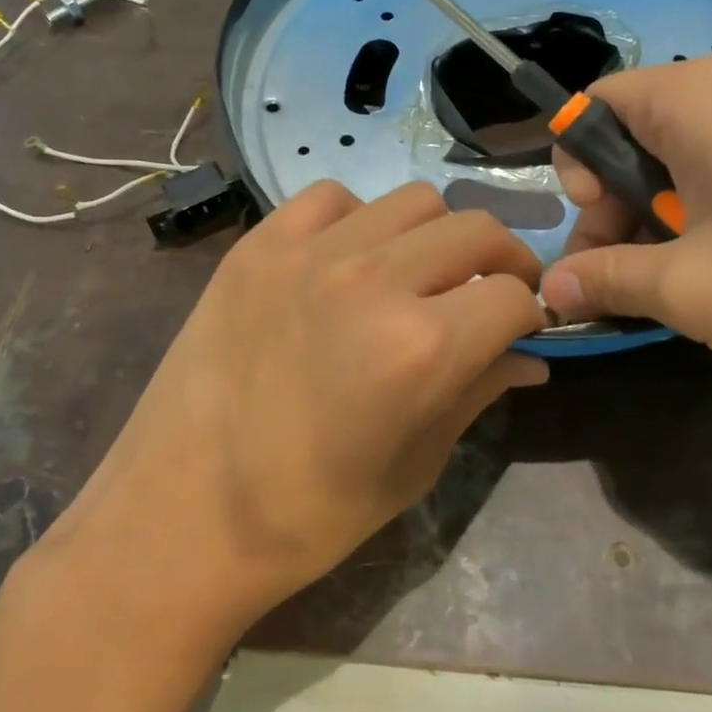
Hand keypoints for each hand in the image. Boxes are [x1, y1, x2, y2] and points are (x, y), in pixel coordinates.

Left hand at [38, 181, 546, 625]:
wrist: (181, 512)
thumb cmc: (308, 514)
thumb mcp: (413, 465)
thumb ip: (478, 393)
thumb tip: (530, 358)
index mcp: (422, 346)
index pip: (512, 295)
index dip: (529, 314)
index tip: (520, 329)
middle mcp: (373, 279)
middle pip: (475, 229)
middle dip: (501, 261)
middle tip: (488, 293)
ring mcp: (309, 252)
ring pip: (413, 200)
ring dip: (435, 235)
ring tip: (417, 274)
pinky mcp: (258, 245)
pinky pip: (331, 198)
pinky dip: (359, 219)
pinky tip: (347, 258)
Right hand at [539, 56, 711, 406]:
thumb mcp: (686, 289)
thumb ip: (604, 279)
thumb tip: (550, 290)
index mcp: (691, 98)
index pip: (593, 106)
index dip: (576, 167)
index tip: (599, 225)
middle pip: (631, 136)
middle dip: (612, 207)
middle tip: (623, 277)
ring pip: (676, 162)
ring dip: (654, 222)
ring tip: (673, 288)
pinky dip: (701, 222)